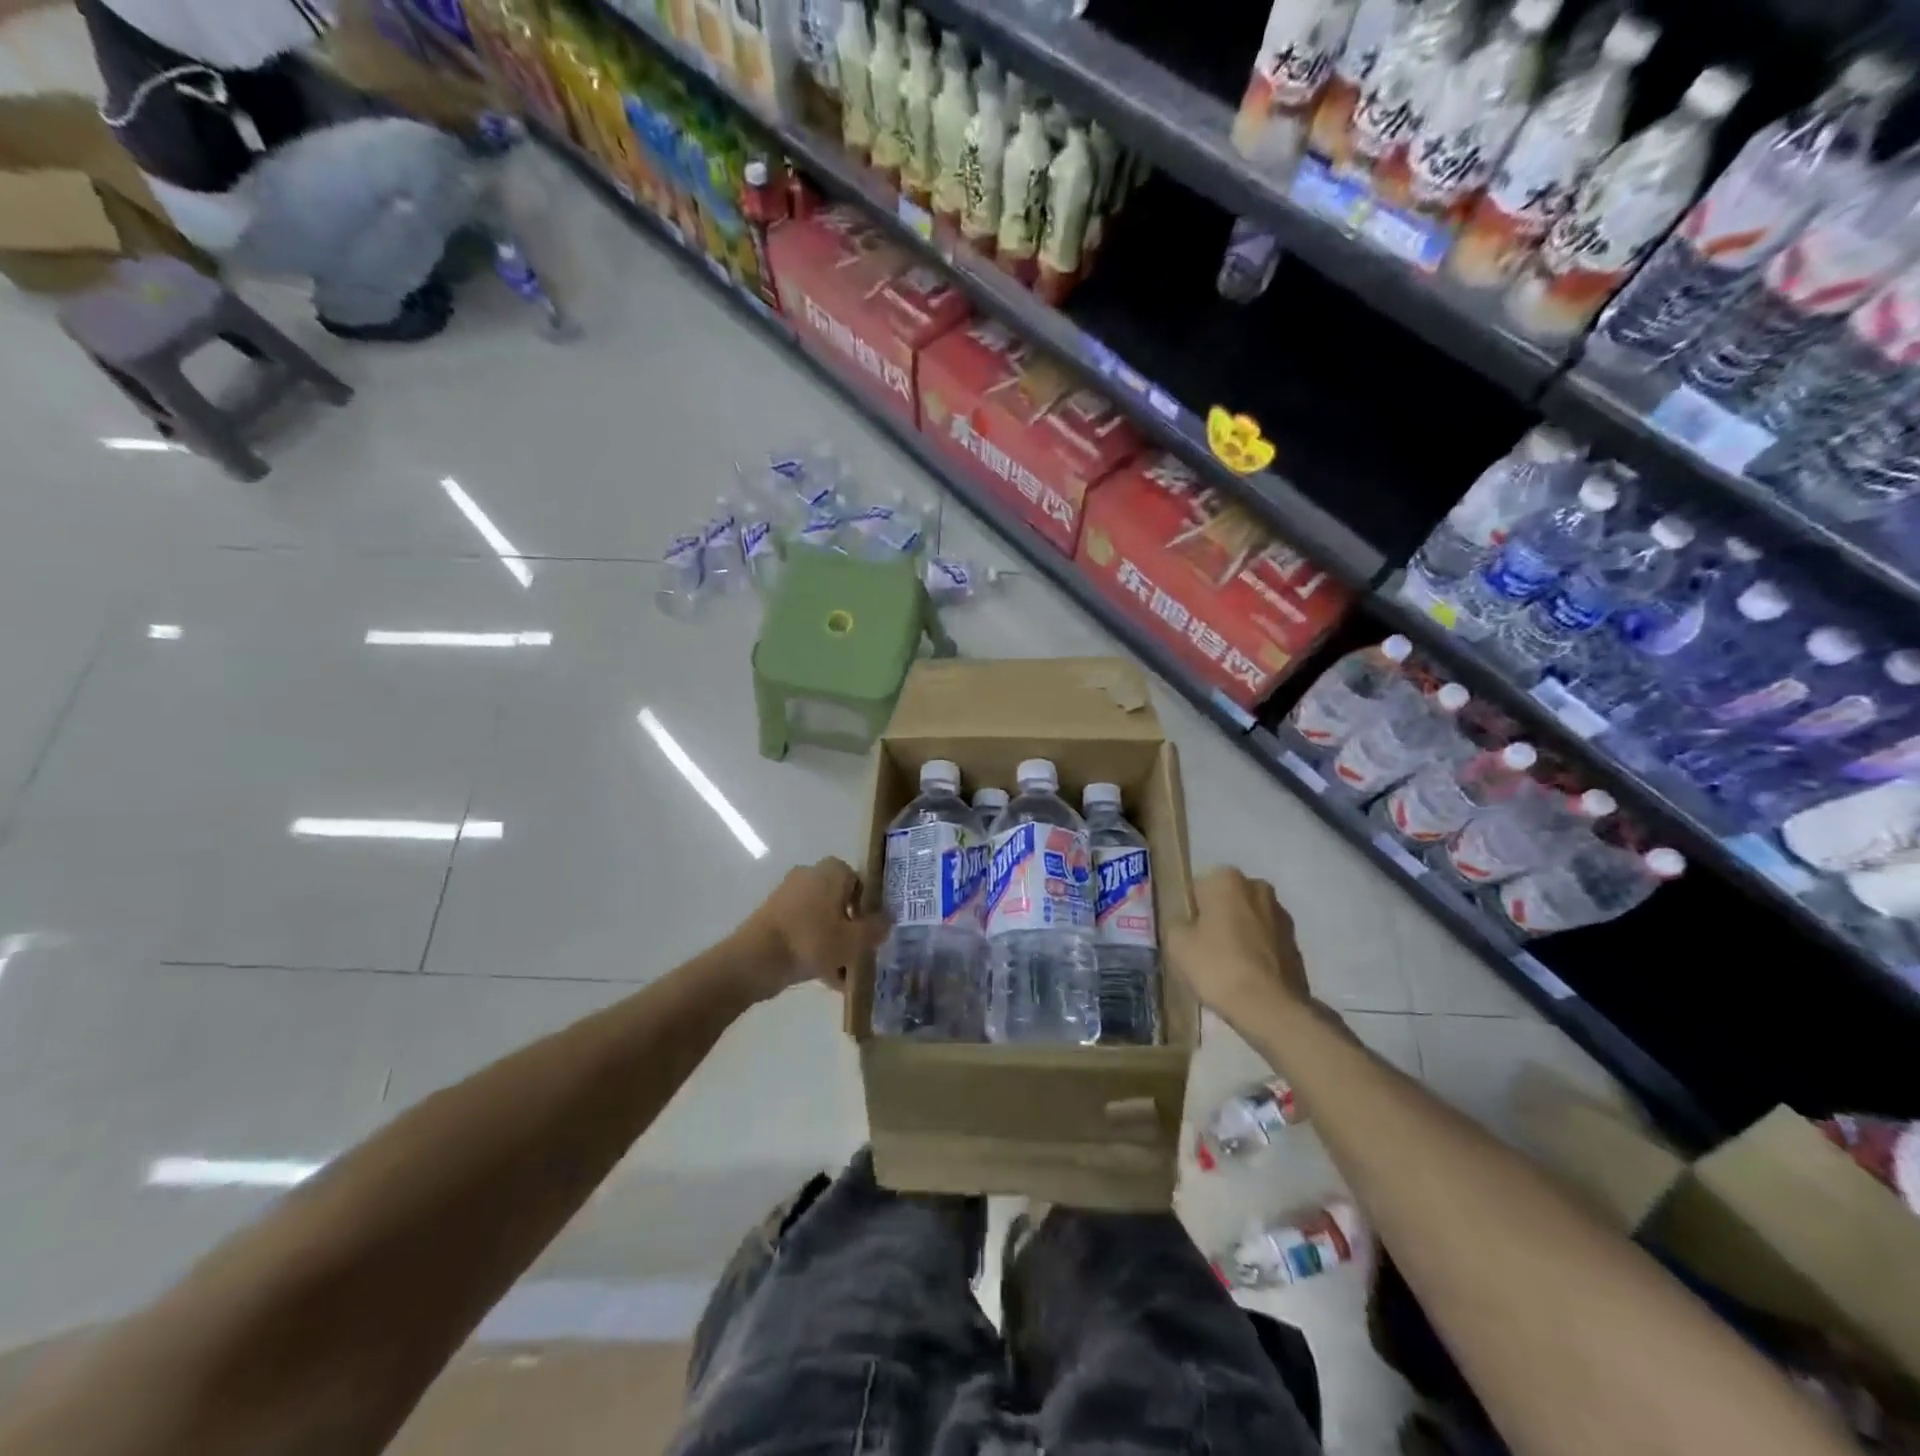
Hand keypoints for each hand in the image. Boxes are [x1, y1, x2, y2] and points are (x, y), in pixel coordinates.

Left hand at [734, 858, 890, 999]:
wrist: (755, 959)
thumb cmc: (811, 941)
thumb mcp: (854, 940)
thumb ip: (876, 928)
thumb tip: (888, 919)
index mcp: (831, 871)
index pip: (860, 882)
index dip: (869, 908)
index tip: (872, 933)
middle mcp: (809, 875)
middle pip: (841, 902)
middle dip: (851, 928)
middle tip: (859, 954)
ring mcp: (788, 895)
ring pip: (822, 919)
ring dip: (833, 942)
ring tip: (843, 974)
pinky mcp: (773, 916)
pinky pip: (803, 930)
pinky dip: (814, 948)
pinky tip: (824, 977)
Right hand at [1163, 867, 1309, 1034]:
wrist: (1269, 1008)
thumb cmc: (1217, 966)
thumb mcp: (1176, 944)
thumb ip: (1177, 924)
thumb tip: (1187, 926)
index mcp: (1227, 879)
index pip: (1197, 889)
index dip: (1189, 913)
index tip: (1186, 937)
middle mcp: (1258, 888)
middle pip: (1226, 901)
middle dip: (1217, 918)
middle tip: (1203, 950)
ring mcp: (1282, 915)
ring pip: (1248, 920)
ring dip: (1239, 935)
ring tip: (1226, 967)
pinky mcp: (1296, 943)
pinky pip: (1266, 942)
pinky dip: (1257, 953)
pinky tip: (1247, 977)